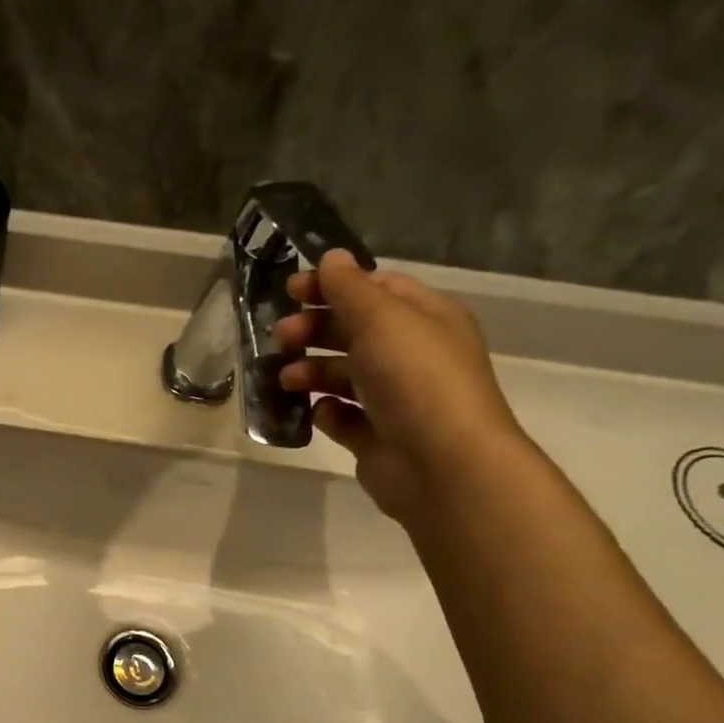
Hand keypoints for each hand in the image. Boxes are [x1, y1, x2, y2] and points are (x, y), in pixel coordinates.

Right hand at [277, 250, 530, 525]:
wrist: (442, 464)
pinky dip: (326, 412)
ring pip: (342, 375)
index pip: (375, 288)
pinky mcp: (377, 435)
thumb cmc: (414, 379)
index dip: (332, 285)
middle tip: (281, 337)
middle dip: (314, 330)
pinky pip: (342, 416)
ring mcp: (395, 398)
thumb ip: (349, 288)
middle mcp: (412, 355)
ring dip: (310, 371)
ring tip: (286, 379)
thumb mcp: (381, 319)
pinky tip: (317, 412)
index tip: (290, 291)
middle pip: (353, 331)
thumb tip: (331, 258)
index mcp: (425, 319)